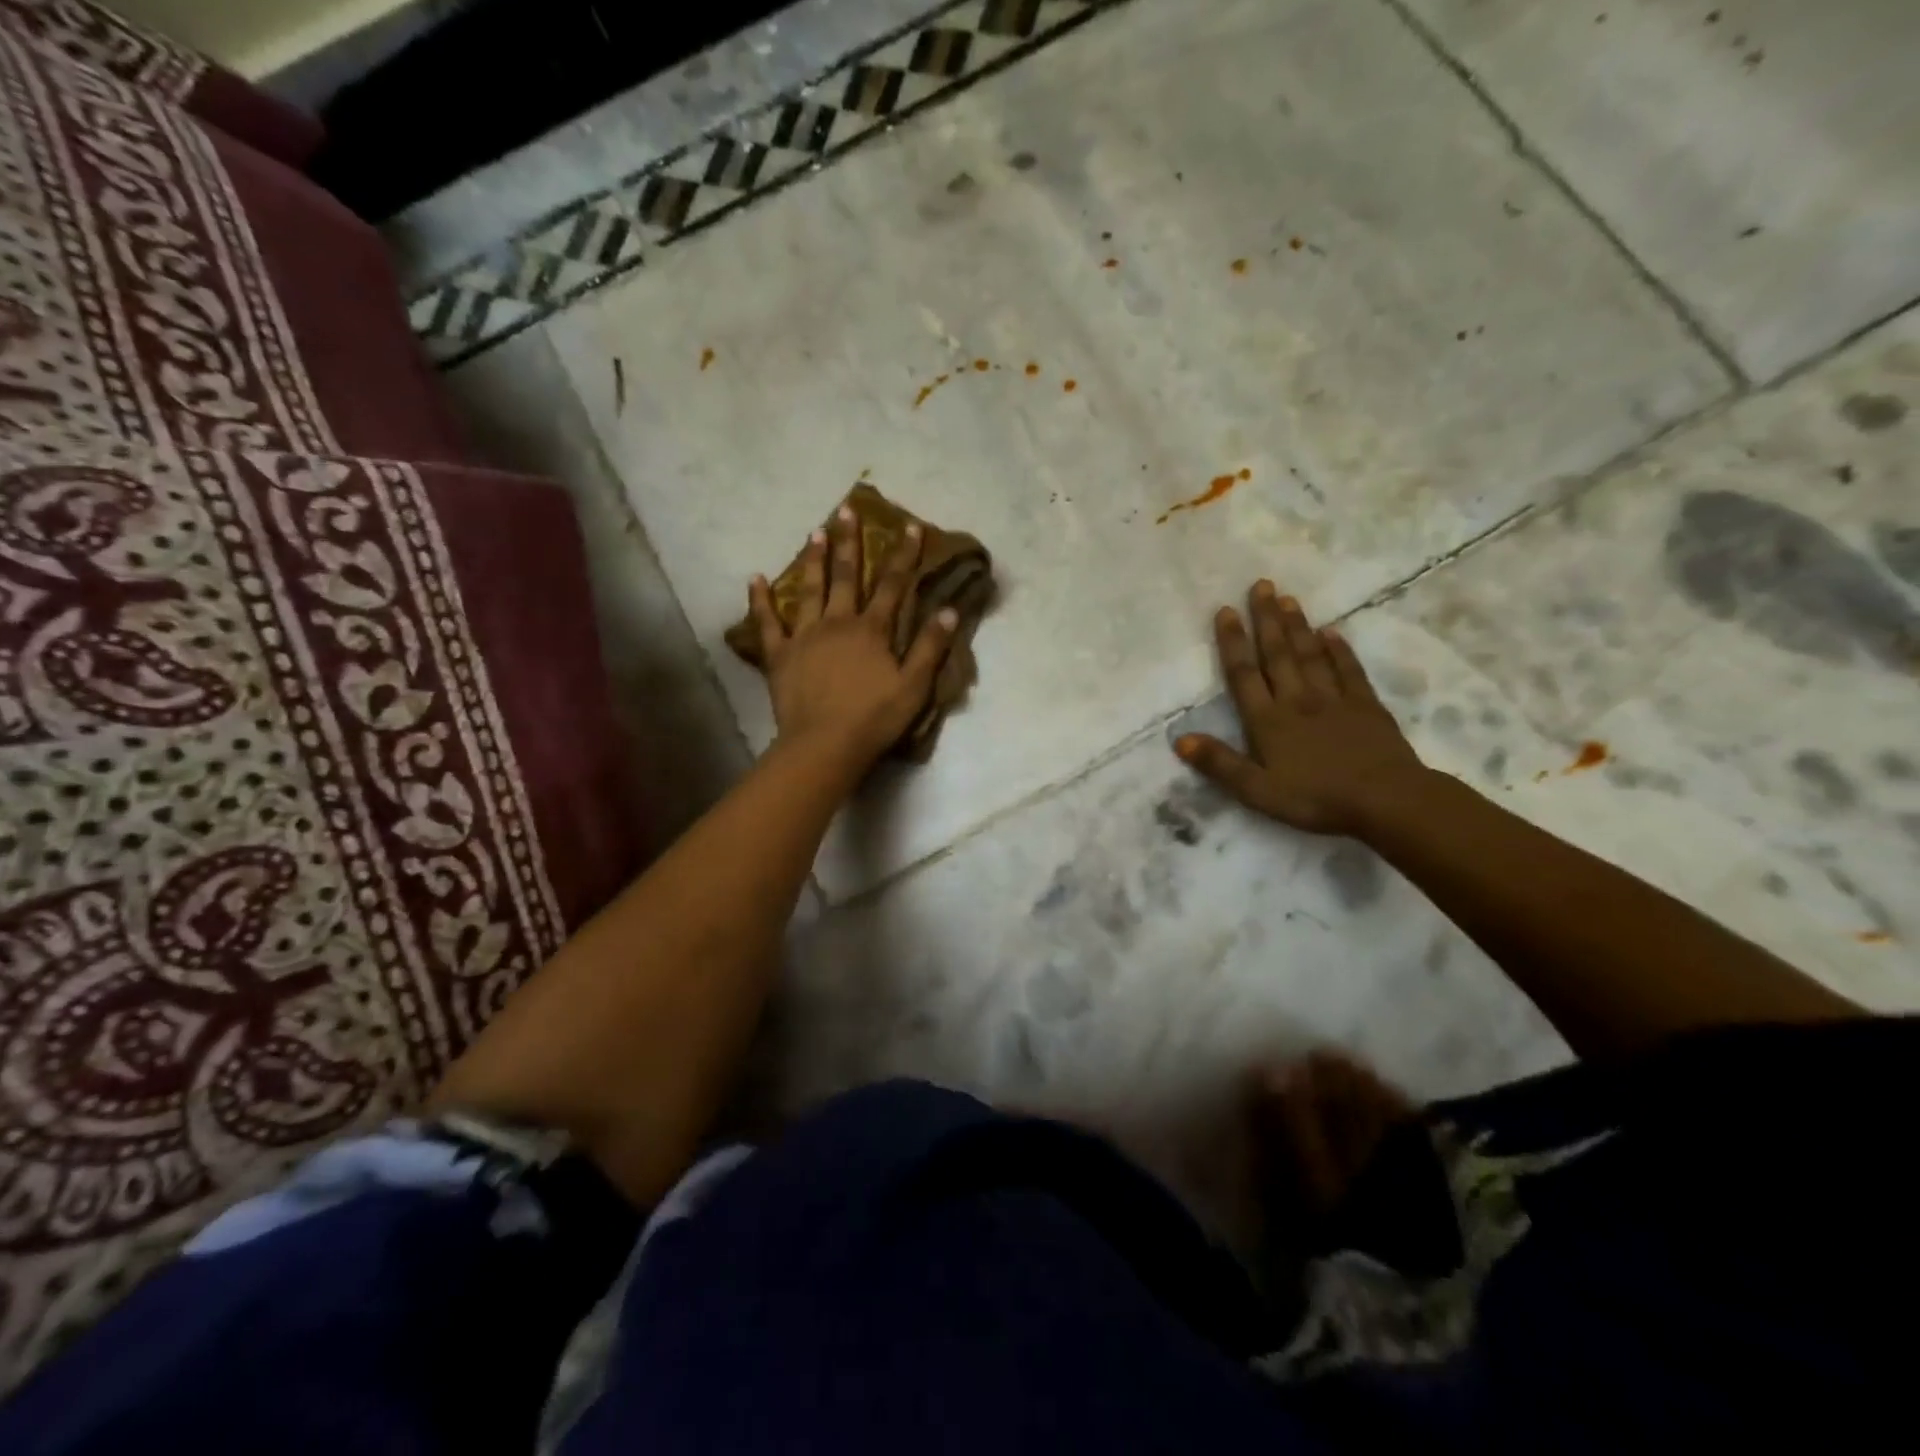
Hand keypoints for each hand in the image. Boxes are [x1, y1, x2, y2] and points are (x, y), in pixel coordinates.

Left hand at [747, 503, 957, 768]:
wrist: (824, 745)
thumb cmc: (874, 718)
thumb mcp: (914, 686)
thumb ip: (930, 647)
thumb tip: (949, 610)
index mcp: (872, 630)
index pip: (892, 585)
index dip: (903, 555)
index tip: (910, 526)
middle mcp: (837, 623)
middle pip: (846, 577)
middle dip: (849, 542)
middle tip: (846, 510)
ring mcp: (805, 637)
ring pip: (809, 590)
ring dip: (813, 560)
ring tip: (814, 532)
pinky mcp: (780, 655)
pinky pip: (768, 623)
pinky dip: (760, 601)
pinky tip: (754, 578)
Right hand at [1175, 580, 1425, 835]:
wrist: (1385, 800)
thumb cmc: (1315, 799)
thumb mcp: (1257, 790)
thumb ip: (1219, 764)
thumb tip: (1179, 739)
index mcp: (1268, 721)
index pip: (1244, 674)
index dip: (1233, 642)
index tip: (1226, 610)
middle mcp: (1297, 700)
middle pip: (1277, 654)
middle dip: (1266, 619)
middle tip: (1261, 585)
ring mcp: (1334, 699)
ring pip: (1310, 655)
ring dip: (1297, 626)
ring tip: (1288, 598)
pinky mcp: (1366, 706)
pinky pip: (1348, 670)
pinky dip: (1338, 649)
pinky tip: (1332, 632)